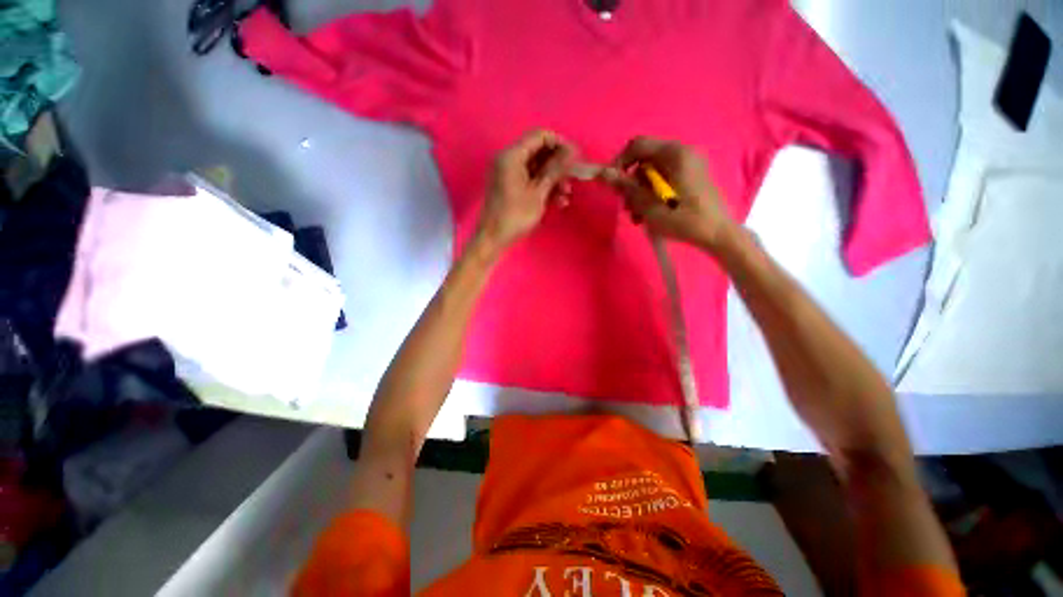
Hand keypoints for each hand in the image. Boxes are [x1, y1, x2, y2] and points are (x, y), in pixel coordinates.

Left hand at [475, 129, 575, 253]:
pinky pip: (529, 180)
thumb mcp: (539, 193)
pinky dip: (543, 187)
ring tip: (566, 195)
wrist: (493, 238)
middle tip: (573, 178)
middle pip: (538, 152)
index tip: (575, 157)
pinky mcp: (510, 187)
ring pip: (536, 168)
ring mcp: (508, 174)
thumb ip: (555, 170)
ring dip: (553, 179)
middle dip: (558, 165)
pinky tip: (557, 201)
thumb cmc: (516, 215)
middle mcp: (508, 160)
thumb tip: (572, 151)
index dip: (560, 144)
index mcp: (512, 156)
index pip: (539, 136)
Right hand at [602, 136, 735, 251]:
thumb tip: (603, 173)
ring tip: (637, 217)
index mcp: (674, 154)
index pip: (638, 145)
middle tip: (627, 207)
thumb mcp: (648, 204)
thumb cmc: (682, 218)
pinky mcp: (691, 177)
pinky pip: (664, 179)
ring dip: (640, 193)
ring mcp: (689, 165)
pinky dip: (653, 194)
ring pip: (653, 173)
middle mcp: (682, 153)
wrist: (716, 234)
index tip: (612, 185)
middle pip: (645, 161)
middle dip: (631, 184)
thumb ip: (625, 187)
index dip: (620, 162)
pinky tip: (649, 214)